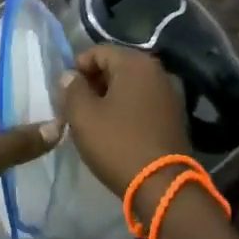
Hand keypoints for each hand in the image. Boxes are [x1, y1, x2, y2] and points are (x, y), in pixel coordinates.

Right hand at [60, 45, 191, 216]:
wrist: (162, 186)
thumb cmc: (118, 144)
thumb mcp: (83, 116)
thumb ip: (72, 89)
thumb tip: (70, 76)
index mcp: (135, 63)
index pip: (98, 51)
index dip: (77, 68)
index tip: (64, 92)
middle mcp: (157, 71)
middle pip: (116, 66)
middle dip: (93, 82)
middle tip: (76, 106)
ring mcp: (170, 93)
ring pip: (130, 85)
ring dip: (109, 96)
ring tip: (93, 119)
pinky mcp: (175, 115)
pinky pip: (143, 101)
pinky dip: (127, 108)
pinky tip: (115, 128)